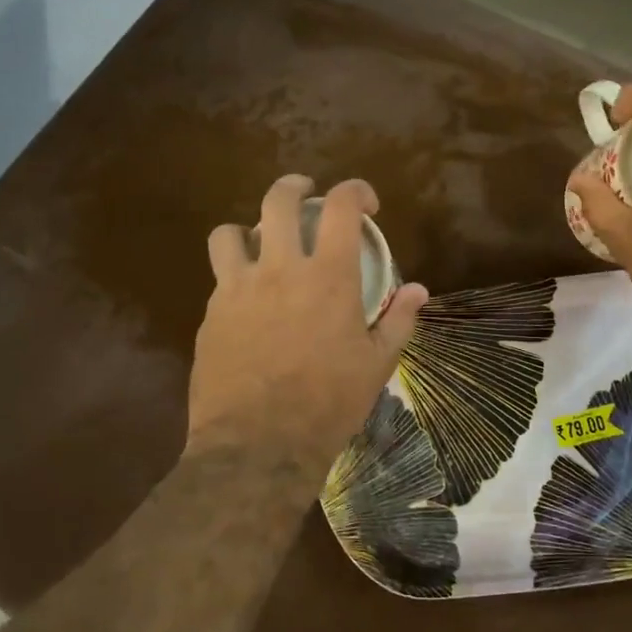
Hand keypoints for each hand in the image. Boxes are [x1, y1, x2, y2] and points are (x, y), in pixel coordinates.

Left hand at [187, 175, 427, 471]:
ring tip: (260, 244)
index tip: (366, 204)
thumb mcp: (377, 364)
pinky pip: (219, 278)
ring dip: (248, 229)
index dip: (356, 191)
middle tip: (306, 195)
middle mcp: (280, 269)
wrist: (259, 444)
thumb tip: (419, 290)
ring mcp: (238, 289)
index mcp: (328, 276)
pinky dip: (234, 276)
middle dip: (295, 187)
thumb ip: (399, 319)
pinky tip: (247, 301)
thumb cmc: (329, 403)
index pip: (342, 206)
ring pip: (230, 232)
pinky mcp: (212, 314)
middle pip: (278, 201)